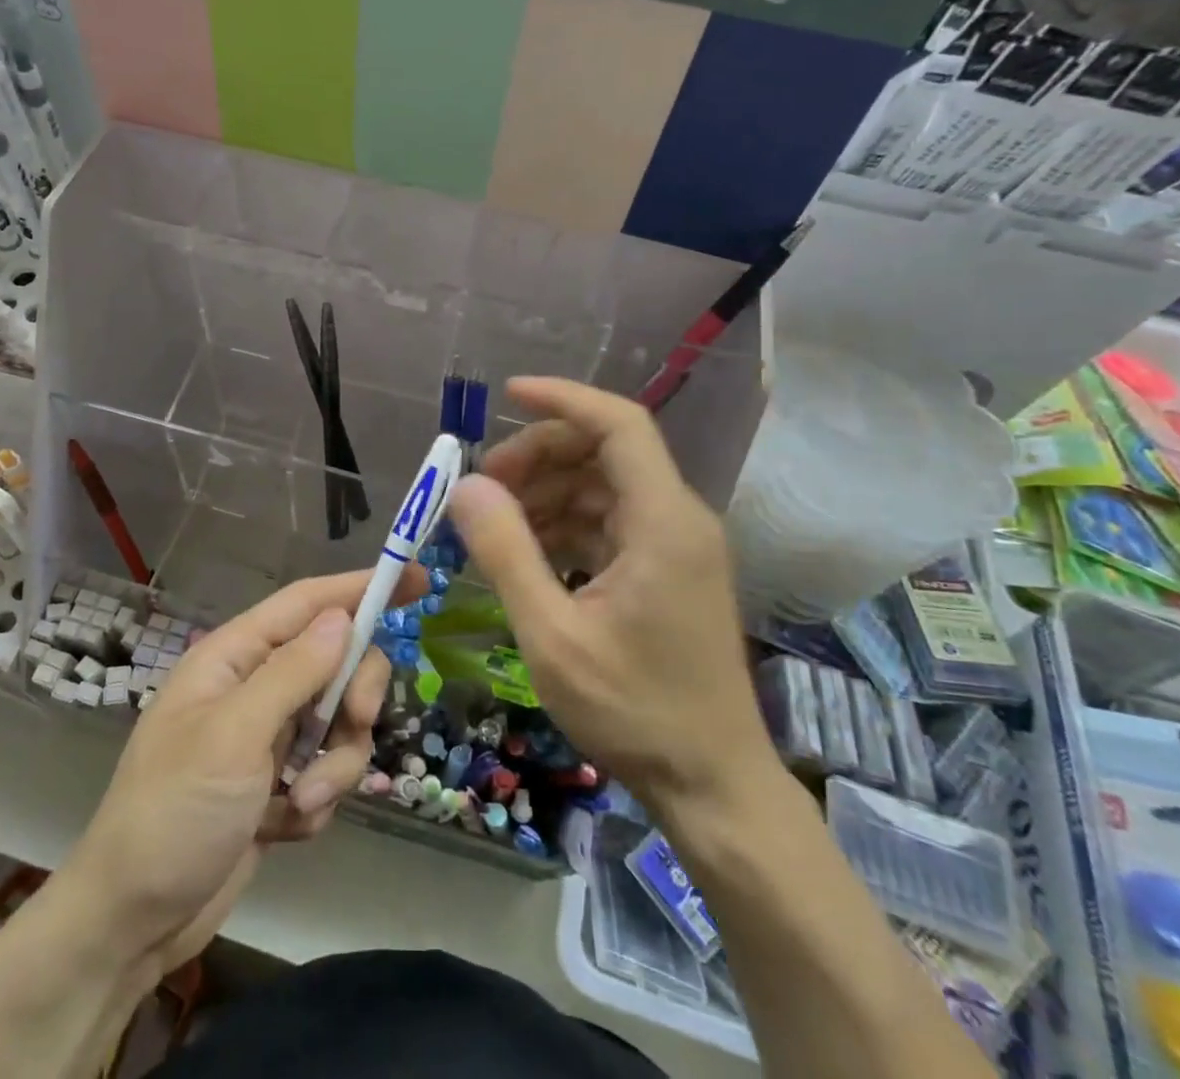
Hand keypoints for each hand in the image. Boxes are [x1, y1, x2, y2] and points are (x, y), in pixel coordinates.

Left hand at [61, 569, 410, 973]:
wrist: (132, 924)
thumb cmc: (174, 812)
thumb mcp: (234, 734)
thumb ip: (293, 671)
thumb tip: (342, 616)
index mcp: (234, 657)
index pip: (308, 603)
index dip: (361, 586)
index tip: (418, 579)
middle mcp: (255, 687)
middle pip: (336, 662)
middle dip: (354, 695)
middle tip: (357, 723)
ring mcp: (268, 737)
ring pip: (339, 723)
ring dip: (334, 765)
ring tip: (301, 805)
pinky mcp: (278, 784)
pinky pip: (327, 771)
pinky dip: (318, 799)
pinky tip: (284, 828)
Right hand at [448, 377, 778, 811]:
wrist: (713, 786)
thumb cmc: (634, 711)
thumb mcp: (552, 635)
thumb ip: (506, 553)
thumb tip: (466, 487)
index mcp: (663, 521)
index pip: (619, 425)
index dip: (563, 399)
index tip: (506, 394)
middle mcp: (677, 519)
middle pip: (604, 452)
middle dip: (540, 456)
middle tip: (483, 486)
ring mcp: (675, 546)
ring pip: (603, 488)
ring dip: (547, 493)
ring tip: (494, 524)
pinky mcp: (667, 571)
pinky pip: (610, 524)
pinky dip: (565, 525)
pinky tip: (527, 553)